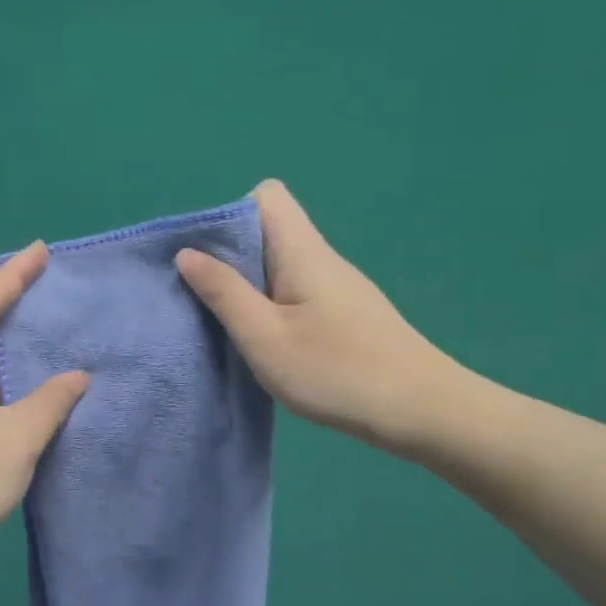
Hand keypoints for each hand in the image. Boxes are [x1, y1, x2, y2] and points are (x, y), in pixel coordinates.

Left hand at [0, 243, 88, 571]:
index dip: (11, 275)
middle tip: (39, 286)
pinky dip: (3, 376)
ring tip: (40, 331)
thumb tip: (78, 376)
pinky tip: (28, 391)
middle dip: (1, 297)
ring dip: (2, 338)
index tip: (41, 251)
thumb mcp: (17, 438)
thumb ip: (51, 401)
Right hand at [176, 180, 465, 458]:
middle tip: (206, 300)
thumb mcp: (264, 336)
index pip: (266, 196)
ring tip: (229, 327)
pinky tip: (266, 345)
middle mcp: (321, 258)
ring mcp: (337, 287)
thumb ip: (223, 293)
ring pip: (280, 266)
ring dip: (248, 288)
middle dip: (229, 258)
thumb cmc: (335, 371)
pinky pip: (296, 293)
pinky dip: (271, 308)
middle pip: (269, 231)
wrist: (419, 410)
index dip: (230, 216)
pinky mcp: (344, 314)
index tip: (207, 259)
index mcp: (302, 251)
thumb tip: (187, 253)